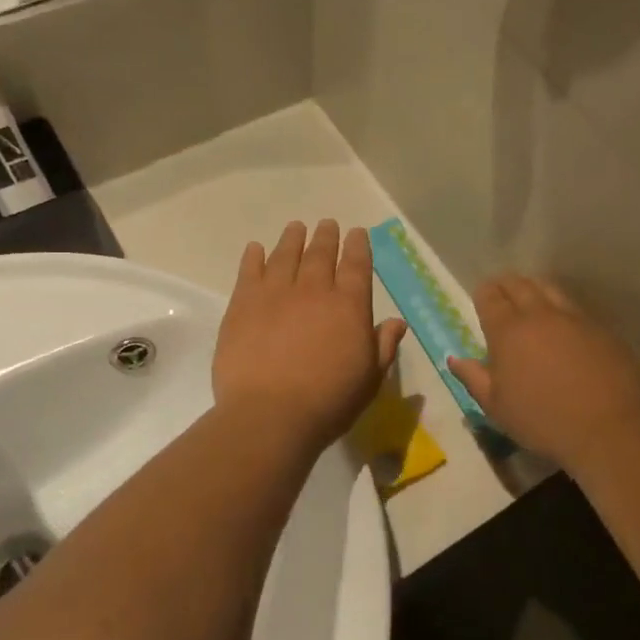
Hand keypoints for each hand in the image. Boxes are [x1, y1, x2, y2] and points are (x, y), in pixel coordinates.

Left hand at [214, 221, 408, 452]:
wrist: (270, 414)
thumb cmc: (329, 402)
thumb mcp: (370, 379)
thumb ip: (383, 346)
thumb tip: (396, 322)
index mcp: (349, 306)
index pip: (357, 266)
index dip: (358, 247)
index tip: (357, 233)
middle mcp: (314, 290)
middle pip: (320, 254)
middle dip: (326, 237)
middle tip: (326, 225)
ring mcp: (275, 293)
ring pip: (285, 255)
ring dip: (292, 239)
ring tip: (296, 227)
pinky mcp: (243, 305)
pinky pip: (249, 271)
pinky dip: (253, 257)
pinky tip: (255, 249)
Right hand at [449, 275, 639, 473]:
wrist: (609, 429)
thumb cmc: (542, 421)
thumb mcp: (496, 407)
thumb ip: (473, 378)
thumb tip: (455, 359)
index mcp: (508, 331)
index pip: (490, 296)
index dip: (483, 293)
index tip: (481, 298)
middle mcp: (540, 314)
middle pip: (520, 284)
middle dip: (506, 285)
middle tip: (501, 293)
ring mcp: (575, 318)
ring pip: (550, 289)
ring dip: (535, 290)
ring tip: (531, 303)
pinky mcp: (602, 329)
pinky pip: (575, 309)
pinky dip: (562, 310)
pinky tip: (564, 328)